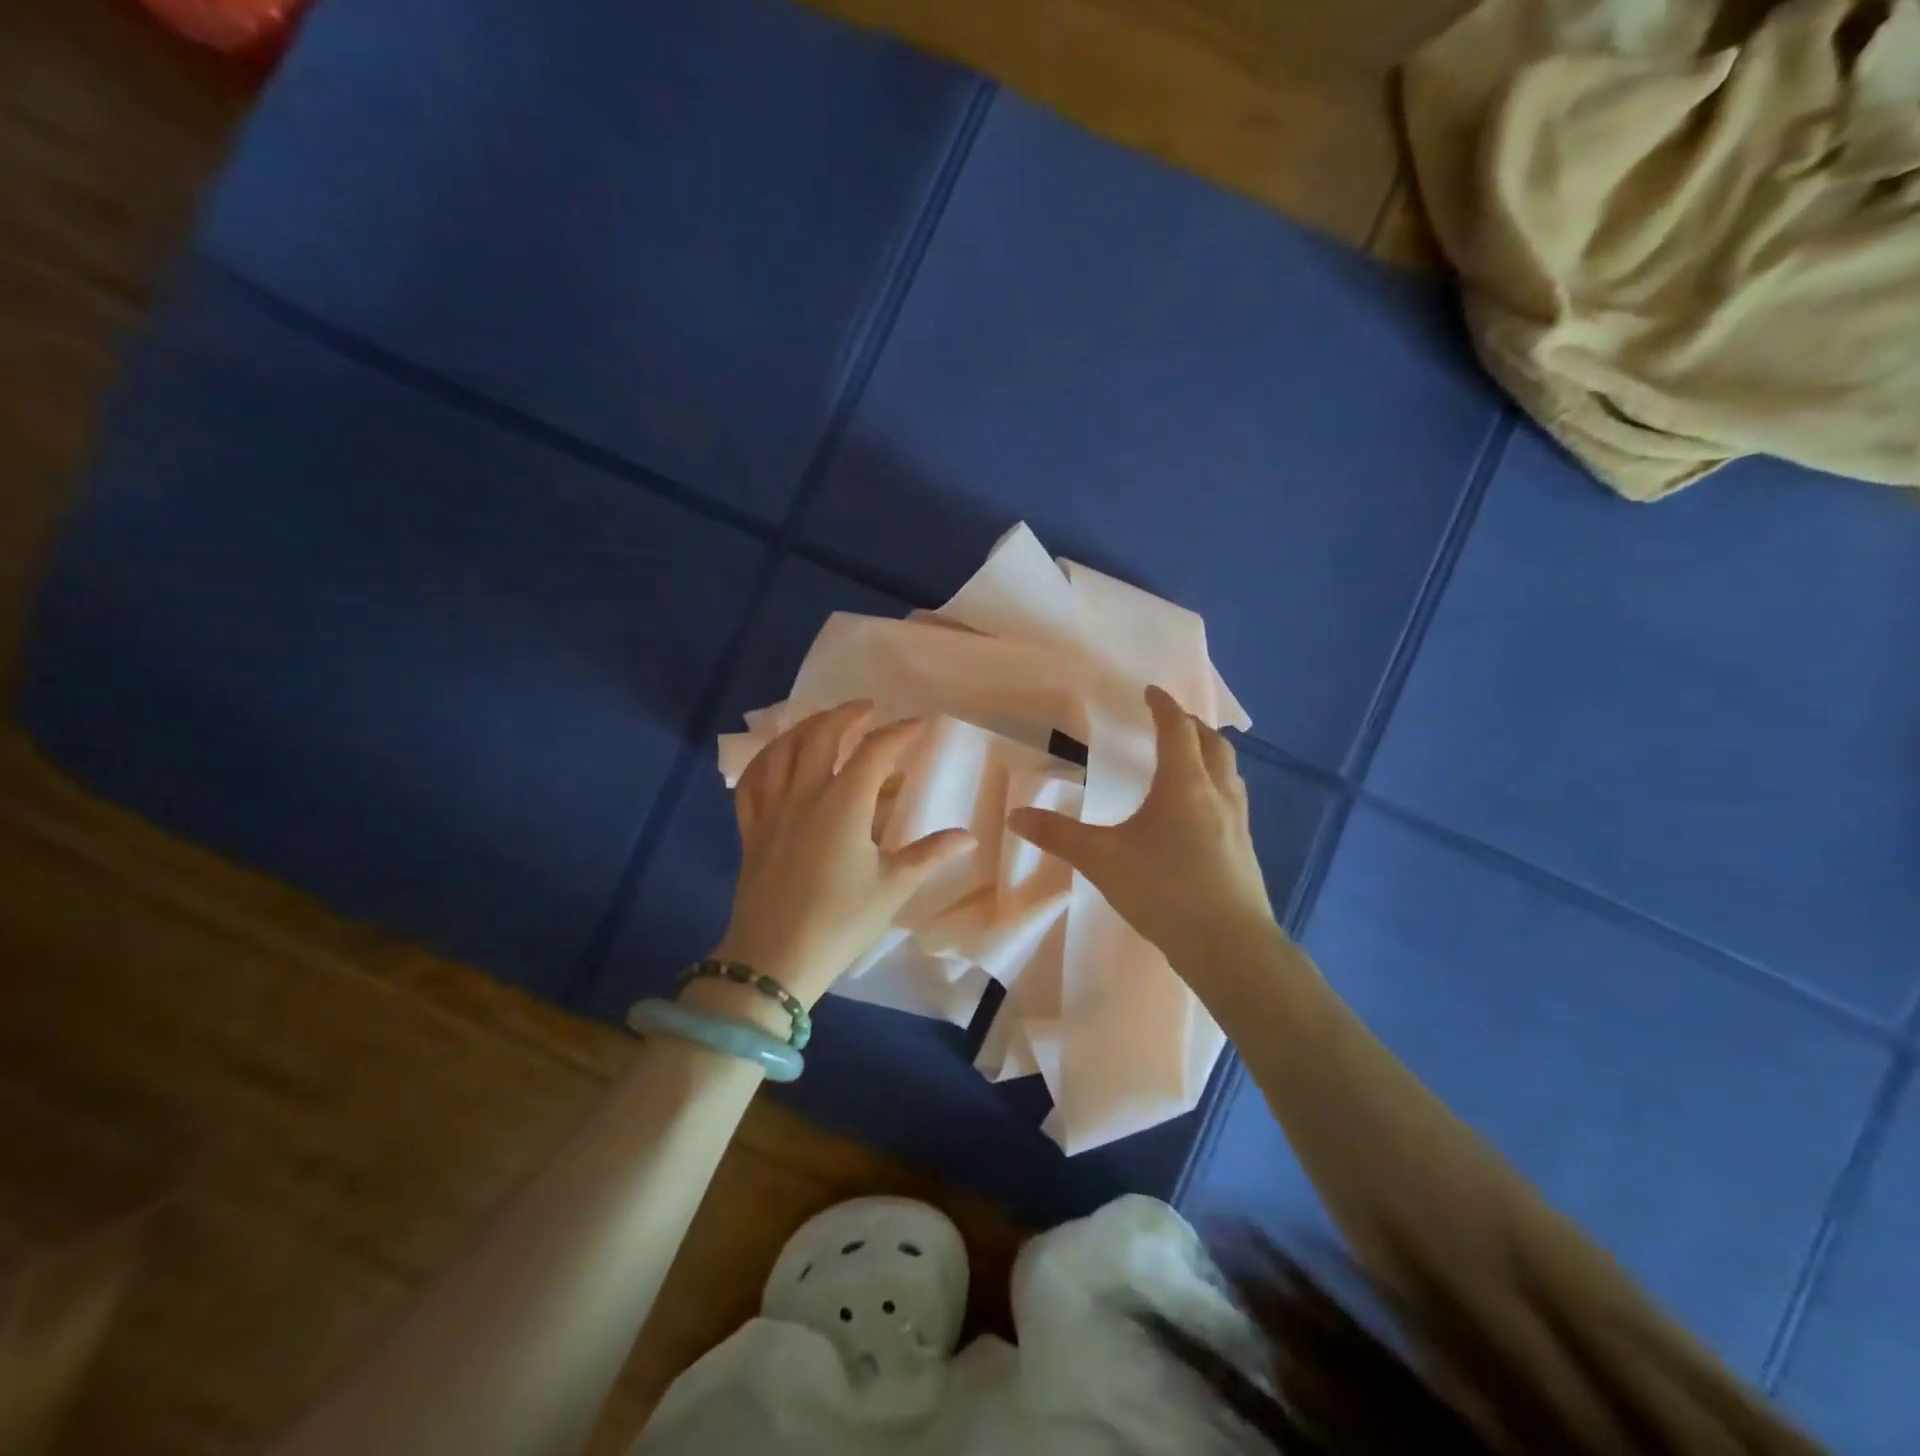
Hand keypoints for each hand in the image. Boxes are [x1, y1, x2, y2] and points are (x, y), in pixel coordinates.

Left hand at [711, 702, 974, 1008]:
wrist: (774, 958)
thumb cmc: (840, 922)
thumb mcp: (893, 887)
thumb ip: (930, 854)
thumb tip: (968, 836)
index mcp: (844, 804)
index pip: (875, 752)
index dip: (898, 732)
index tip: (918, 724)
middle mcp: (805, 794)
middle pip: (822, 736)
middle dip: (846, 715)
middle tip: (867, 709)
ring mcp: (773, 809)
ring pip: (783, 750)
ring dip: (805, 728)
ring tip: (823, 722)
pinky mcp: (751, 829)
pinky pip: (752, 781)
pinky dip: (766, 760)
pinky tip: (777, 758)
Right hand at [1007, 685, 1275, 970]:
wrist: (1228, 944)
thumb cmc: (1163, 889)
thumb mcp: (1101, 859)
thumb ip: (1058, 835)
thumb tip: (1015, 816)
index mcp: (1184, 783)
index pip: (1176, 728)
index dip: (1163, 706)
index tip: (1151, 692)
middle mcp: (1216, 793)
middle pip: (1212, 744)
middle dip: (1191, 726)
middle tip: (1170, 722)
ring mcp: (1237, 822)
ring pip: (1228, 772)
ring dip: (1209, 755)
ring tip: (1189, 760)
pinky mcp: (1244, 849)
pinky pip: (1232, 800)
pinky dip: (1216, 787)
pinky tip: (1200, 813)